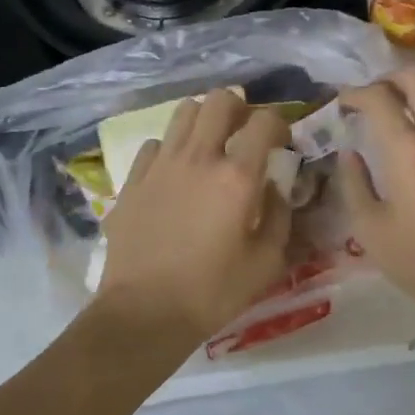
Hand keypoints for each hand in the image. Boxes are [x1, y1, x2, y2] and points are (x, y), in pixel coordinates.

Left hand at [98, 91, 293, 343]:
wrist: (144, 314)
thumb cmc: (214, 291)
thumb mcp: (267, 260)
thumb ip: (280, 215)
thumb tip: (277, 188)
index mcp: (238, 176)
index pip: (265, 121)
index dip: (280, 124)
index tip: (282, 142)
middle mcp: (199, 158)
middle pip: (220, 100)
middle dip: (240, 108)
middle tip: (245, 132)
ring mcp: (160, 166)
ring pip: (183, 112)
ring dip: (204, 121)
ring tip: (211, 146)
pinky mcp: (132, 181)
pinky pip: (155, 146)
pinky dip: (172, 150)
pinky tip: (176, 175)